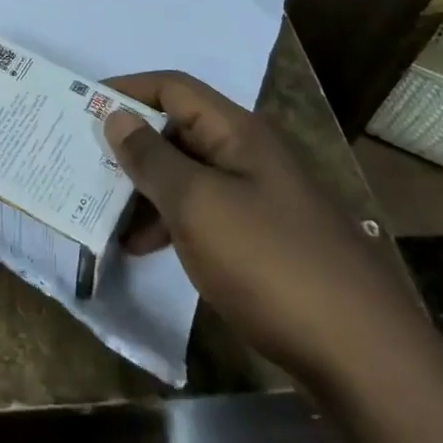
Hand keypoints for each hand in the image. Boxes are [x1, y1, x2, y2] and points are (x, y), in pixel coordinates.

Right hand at [102, 72, 429, 391]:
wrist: (362, 355)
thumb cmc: (270, 263)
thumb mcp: (197, 205)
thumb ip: (151, 159)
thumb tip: (115, 116)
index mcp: (237, 132)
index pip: (172, 88)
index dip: (126, 90)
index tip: (80, 107)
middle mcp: (248, 154)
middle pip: (177, 129)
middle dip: (129, 144)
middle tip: (81, 162)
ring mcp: (258, 197)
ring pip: (187, 174)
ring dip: (144, 187)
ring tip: (101, 211)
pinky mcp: (262, 238)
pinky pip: (202, 211)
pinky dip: (168, 220)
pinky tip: (142, 248)